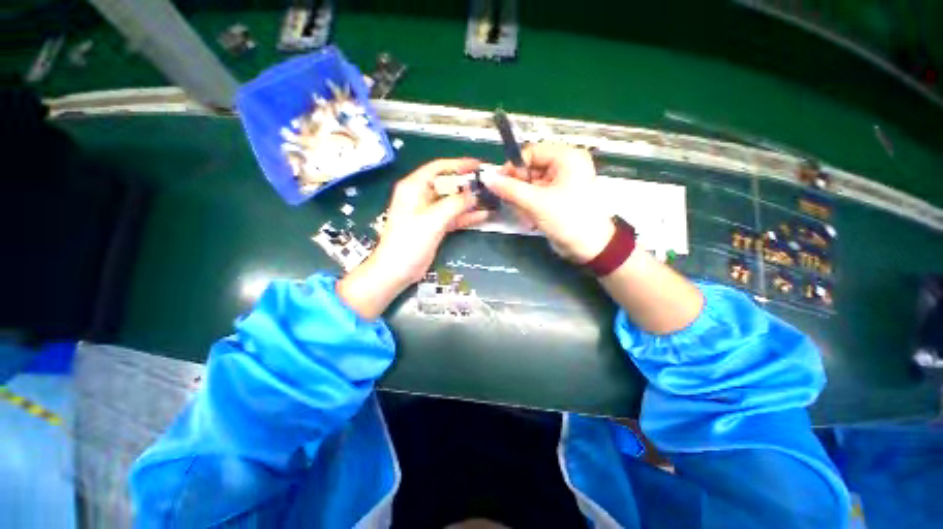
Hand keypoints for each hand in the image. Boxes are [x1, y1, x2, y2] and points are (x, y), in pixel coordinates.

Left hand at [338, 158, 489, 318]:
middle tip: (489, 184)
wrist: (397, 270)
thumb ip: (454, 204)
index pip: (439, 168)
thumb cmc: (409, 242)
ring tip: (490, 198)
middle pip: (448, 184)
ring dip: (469, 201)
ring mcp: (429, 212)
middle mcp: (421, 196)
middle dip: (467, 184)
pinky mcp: (435, 226)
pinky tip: (483, 215)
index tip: (479, 166)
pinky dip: (466, 216)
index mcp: (414, 187)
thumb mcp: (432, 220)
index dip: (459, 165)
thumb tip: (474, 193)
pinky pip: (453, 216)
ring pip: (452, 201)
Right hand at [481, 143, 613, 261]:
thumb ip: (510, 189)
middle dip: (518, 188)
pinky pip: (536, 196)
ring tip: (523, 215)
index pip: (531, 152)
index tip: (499, 183)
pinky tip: (529, 219)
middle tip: (509, 203)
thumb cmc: (568, 219)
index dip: (514, 167)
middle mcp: (564, 166)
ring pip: (530, 185)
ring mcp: (561, 183)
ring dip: (522, 201)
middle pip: (530, 169)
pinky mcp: (556, 198)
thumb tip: (486, 177)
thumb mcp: (536, 202)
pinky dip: (529, 207)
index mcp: (566, 158)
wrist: (590, 247)